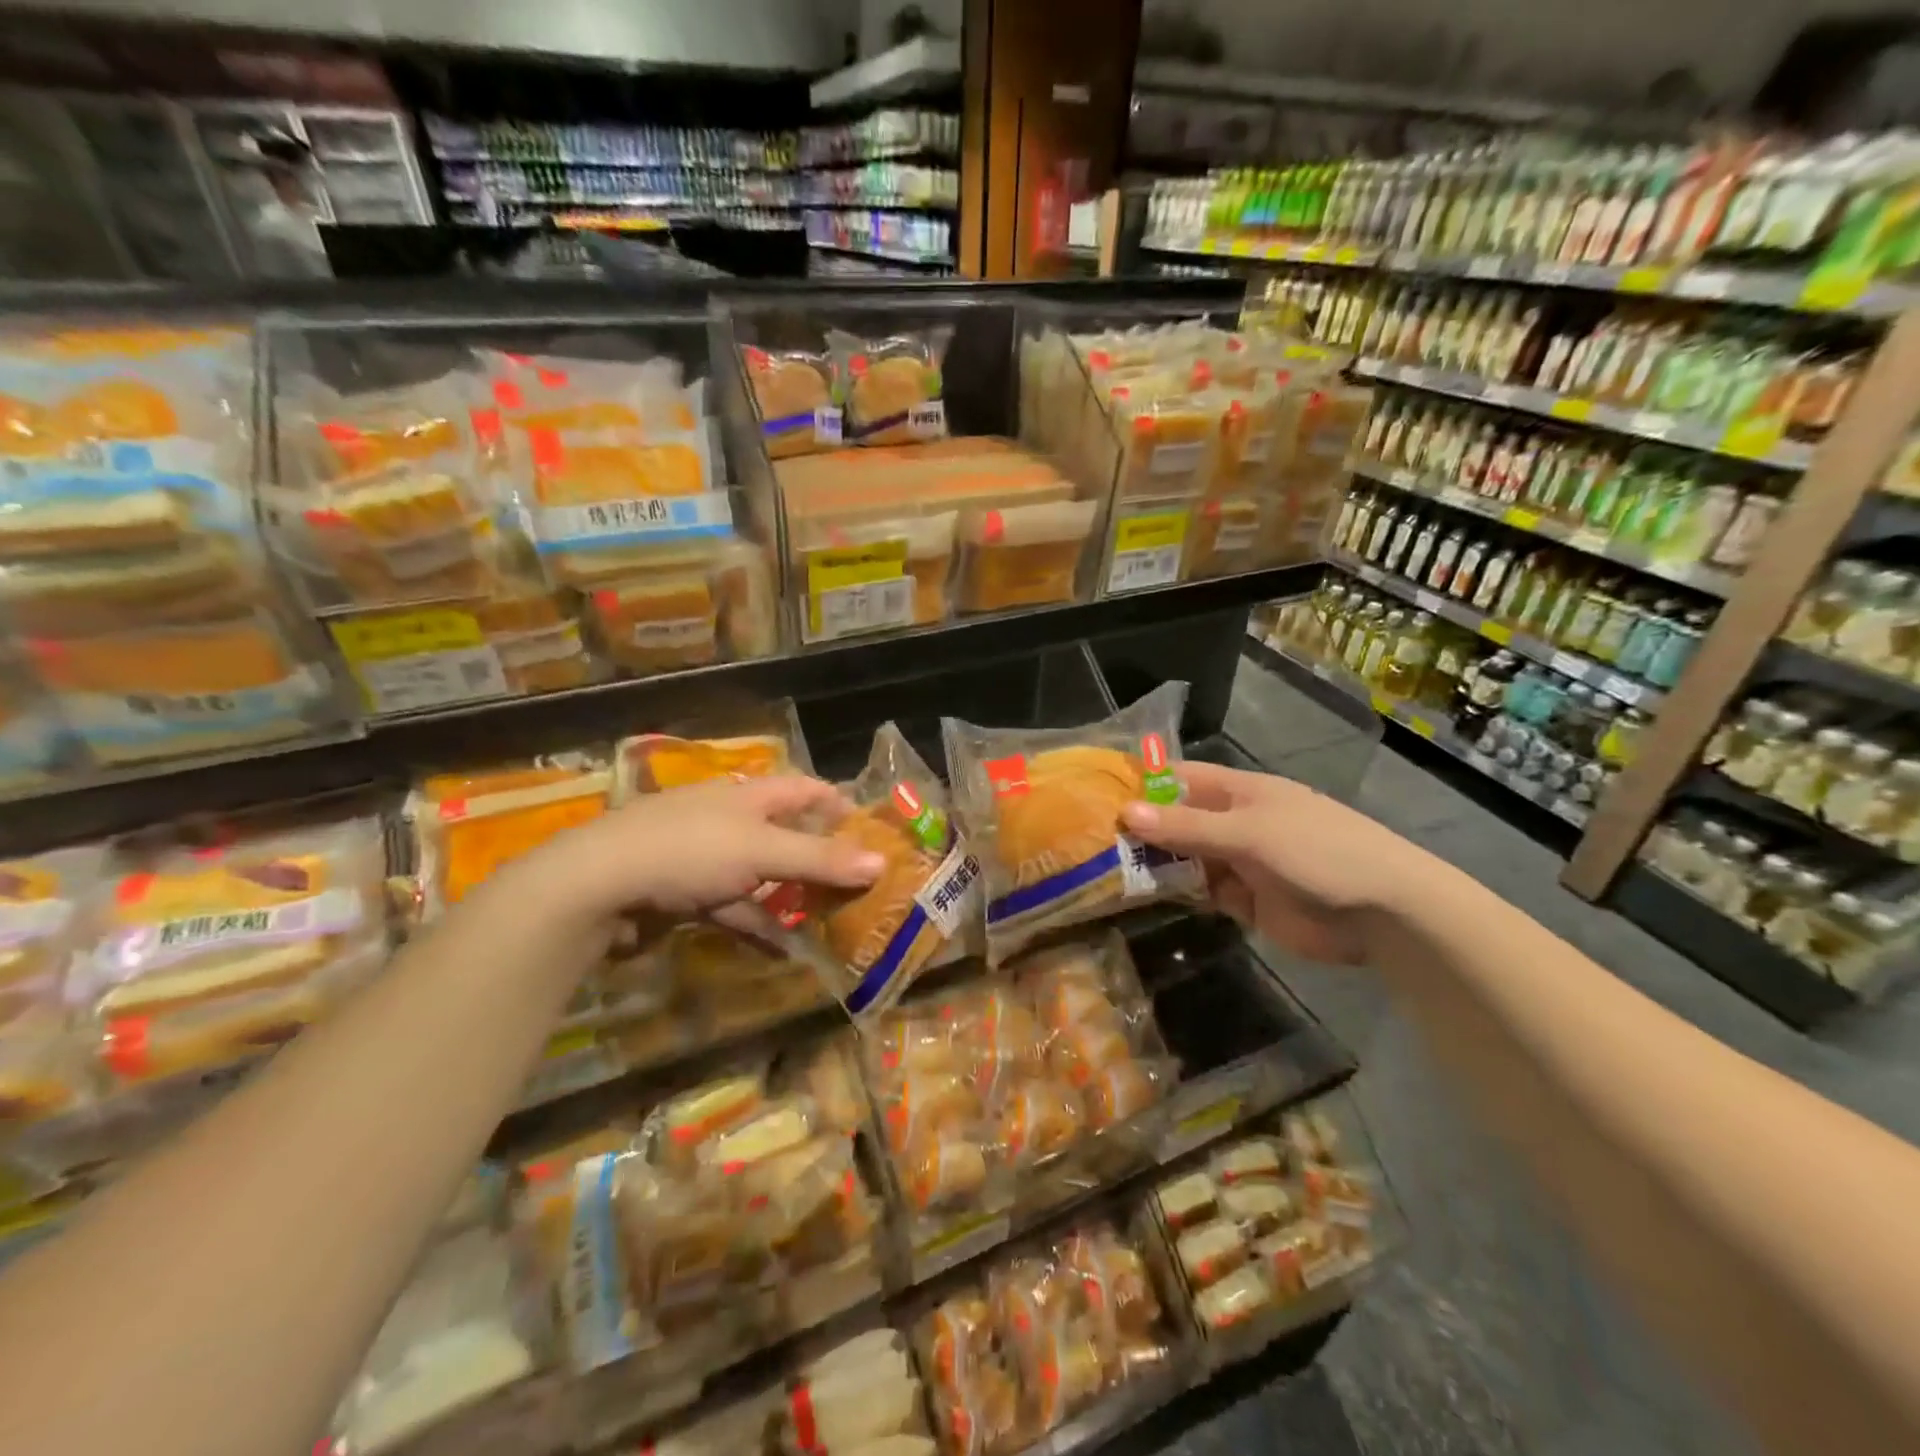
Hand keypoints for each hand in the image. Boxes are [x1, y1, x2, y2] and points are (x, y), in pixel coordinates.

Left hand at [508, 776, 883, 931]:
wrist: (596, 885)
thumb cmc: (689, 851)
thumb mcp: (762, 851)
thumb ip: (820, 858)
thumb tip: (882, 862)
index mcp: (749, 796)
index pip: (805, 789)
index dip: (838, 804)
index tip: (871, 832)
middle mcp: (730, 820)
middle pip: (786, 834)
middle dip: (820, 858)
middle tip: (857, 884)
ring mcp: (705, 858)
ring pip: (762, 876)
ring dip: (791, 897)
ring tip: (829, 922)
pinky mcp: (686, 894)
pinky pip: (733, 908)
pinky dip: (757, 926)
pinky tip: (782, 951)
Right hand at [1120, 761, 1429, 964]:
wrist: (1383, 914)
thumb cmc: (1318, 852)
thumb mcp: (1249, 834)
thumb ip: (1187, 827)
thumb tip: (1125, 812)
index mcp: (1238, 792)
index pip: (1179, 779)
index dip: (1141, 784)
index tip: (1096, 794)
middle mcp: (1233, 823)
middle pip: (1176, 821)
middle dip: (1139, 829)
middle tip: (1087, 842)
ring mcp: (1238, 862)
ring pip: (1183, 858)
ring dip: (1152, 864)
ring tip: (1102, 873)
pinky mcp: (1243, 900)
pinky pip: (1199, 891)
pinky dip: (1175, 893)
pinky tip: (1142, 898)